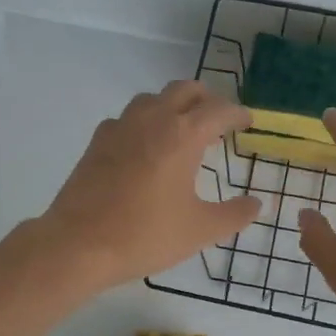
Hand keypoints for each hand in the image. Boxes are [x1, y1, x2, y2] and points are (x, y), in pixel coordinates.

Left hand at [40, 80, 262, 290]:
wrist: (78, 244)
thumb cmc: (145, 235)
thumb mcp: (200, 230)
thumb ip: (234, 214)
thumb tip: (257, 204)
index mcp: (182, 135)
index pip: (218, 110)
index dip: (237, 114)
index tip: (247, 122)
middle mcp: (152, 119)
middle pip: (185, 90)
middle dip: (206, 100)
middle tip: (217, 121)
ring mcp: (120, 127)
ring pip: (152, 99)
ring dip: (172, 106)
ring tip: (182, 131)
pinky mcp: (97, 142)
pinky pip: (127, 118)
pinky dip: (144, 123)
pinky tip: (144, 148)